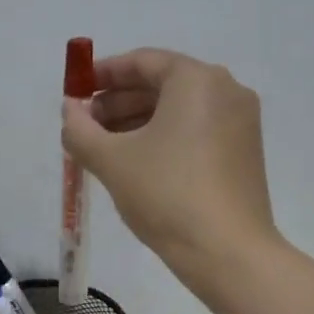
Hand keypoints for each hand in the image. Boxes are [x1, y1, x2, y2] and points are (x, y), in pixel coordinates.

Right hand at [61, 47, 278, 282]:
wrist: (227, 252)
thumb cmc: (166, 194)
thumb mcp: (110, 160)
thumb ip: (80, 129)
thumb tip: (70, 110)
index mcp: (196, 80)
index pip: (142, 62)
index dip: (103, 74)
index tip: (76, 93)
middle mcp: (225, 90)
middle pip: (161, 84)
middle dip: (117, 102)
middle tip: (84, 126)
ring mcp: (240, 122)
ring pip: (177, 110)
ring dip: (136, 122)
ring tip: (102, 149)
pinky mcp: (243, 152)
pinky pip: (194, 130)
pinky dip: (162, 138)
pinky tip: (135, 164)